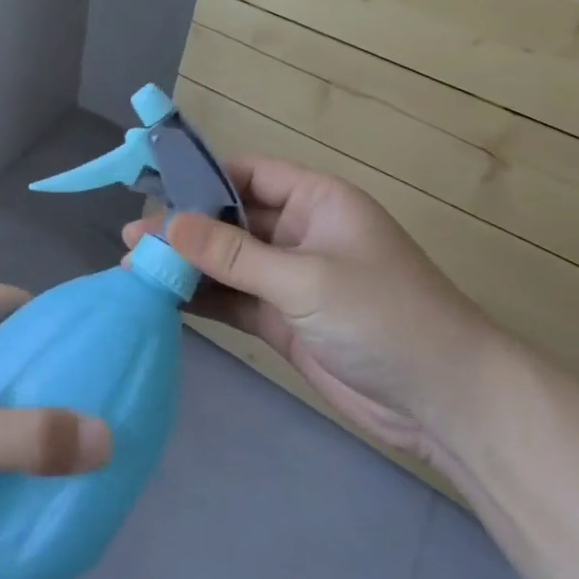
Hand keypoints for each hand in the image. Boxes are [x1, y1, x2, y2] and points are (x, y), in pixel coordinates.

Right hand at [126, 156, 496, 465]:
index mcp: (316, 200)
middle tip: (132, 240)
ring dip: (185, 266)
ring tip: (133, 270)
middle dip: (183, 229)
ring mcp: (290, 278)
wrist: (446, 403)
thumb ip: (233, 254)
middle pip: (229, 220)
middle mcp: (300, 232)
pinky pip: (233, 298)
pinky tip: (162, 299)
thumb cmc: (384, 317)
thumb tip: (166, 225)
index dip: (201, 178)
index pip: (247, 174)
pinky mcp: (283, 318)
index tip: (151, 188)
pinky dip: (201, 298)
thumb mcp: (305, 279)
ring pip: (226, 262)